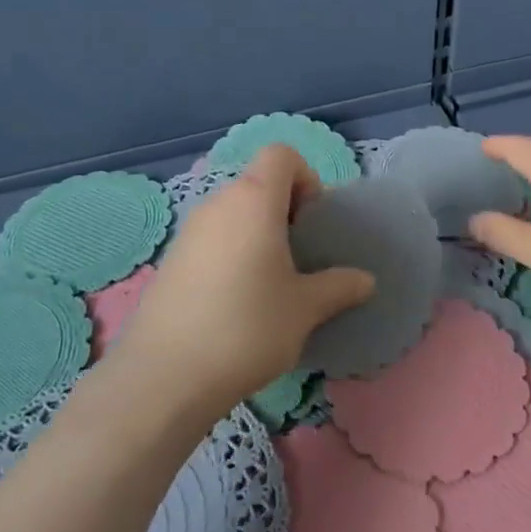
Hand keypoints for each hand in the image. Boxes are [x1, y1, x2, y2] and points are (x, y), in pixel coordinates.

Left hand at [116, 145, 374, 409]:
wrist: (165, 377)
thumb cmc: (248, 328)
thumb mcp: (305, 309)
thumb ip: (339, 287)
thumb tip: (366, 280)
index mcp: (254, 200)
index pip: (281, 154)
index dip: (305, 177)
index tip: (311, 223)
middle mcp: (217, 203)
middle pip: (257, 183)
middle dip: (283, 210)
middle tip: (297, 257)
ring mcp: (188, 231)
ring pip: (233, 213)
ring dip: (256, 233)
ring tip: (268, 283)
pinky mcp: (170, 260)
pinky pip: (211, 239)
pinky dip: (230, 253)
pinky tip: (234, 302)